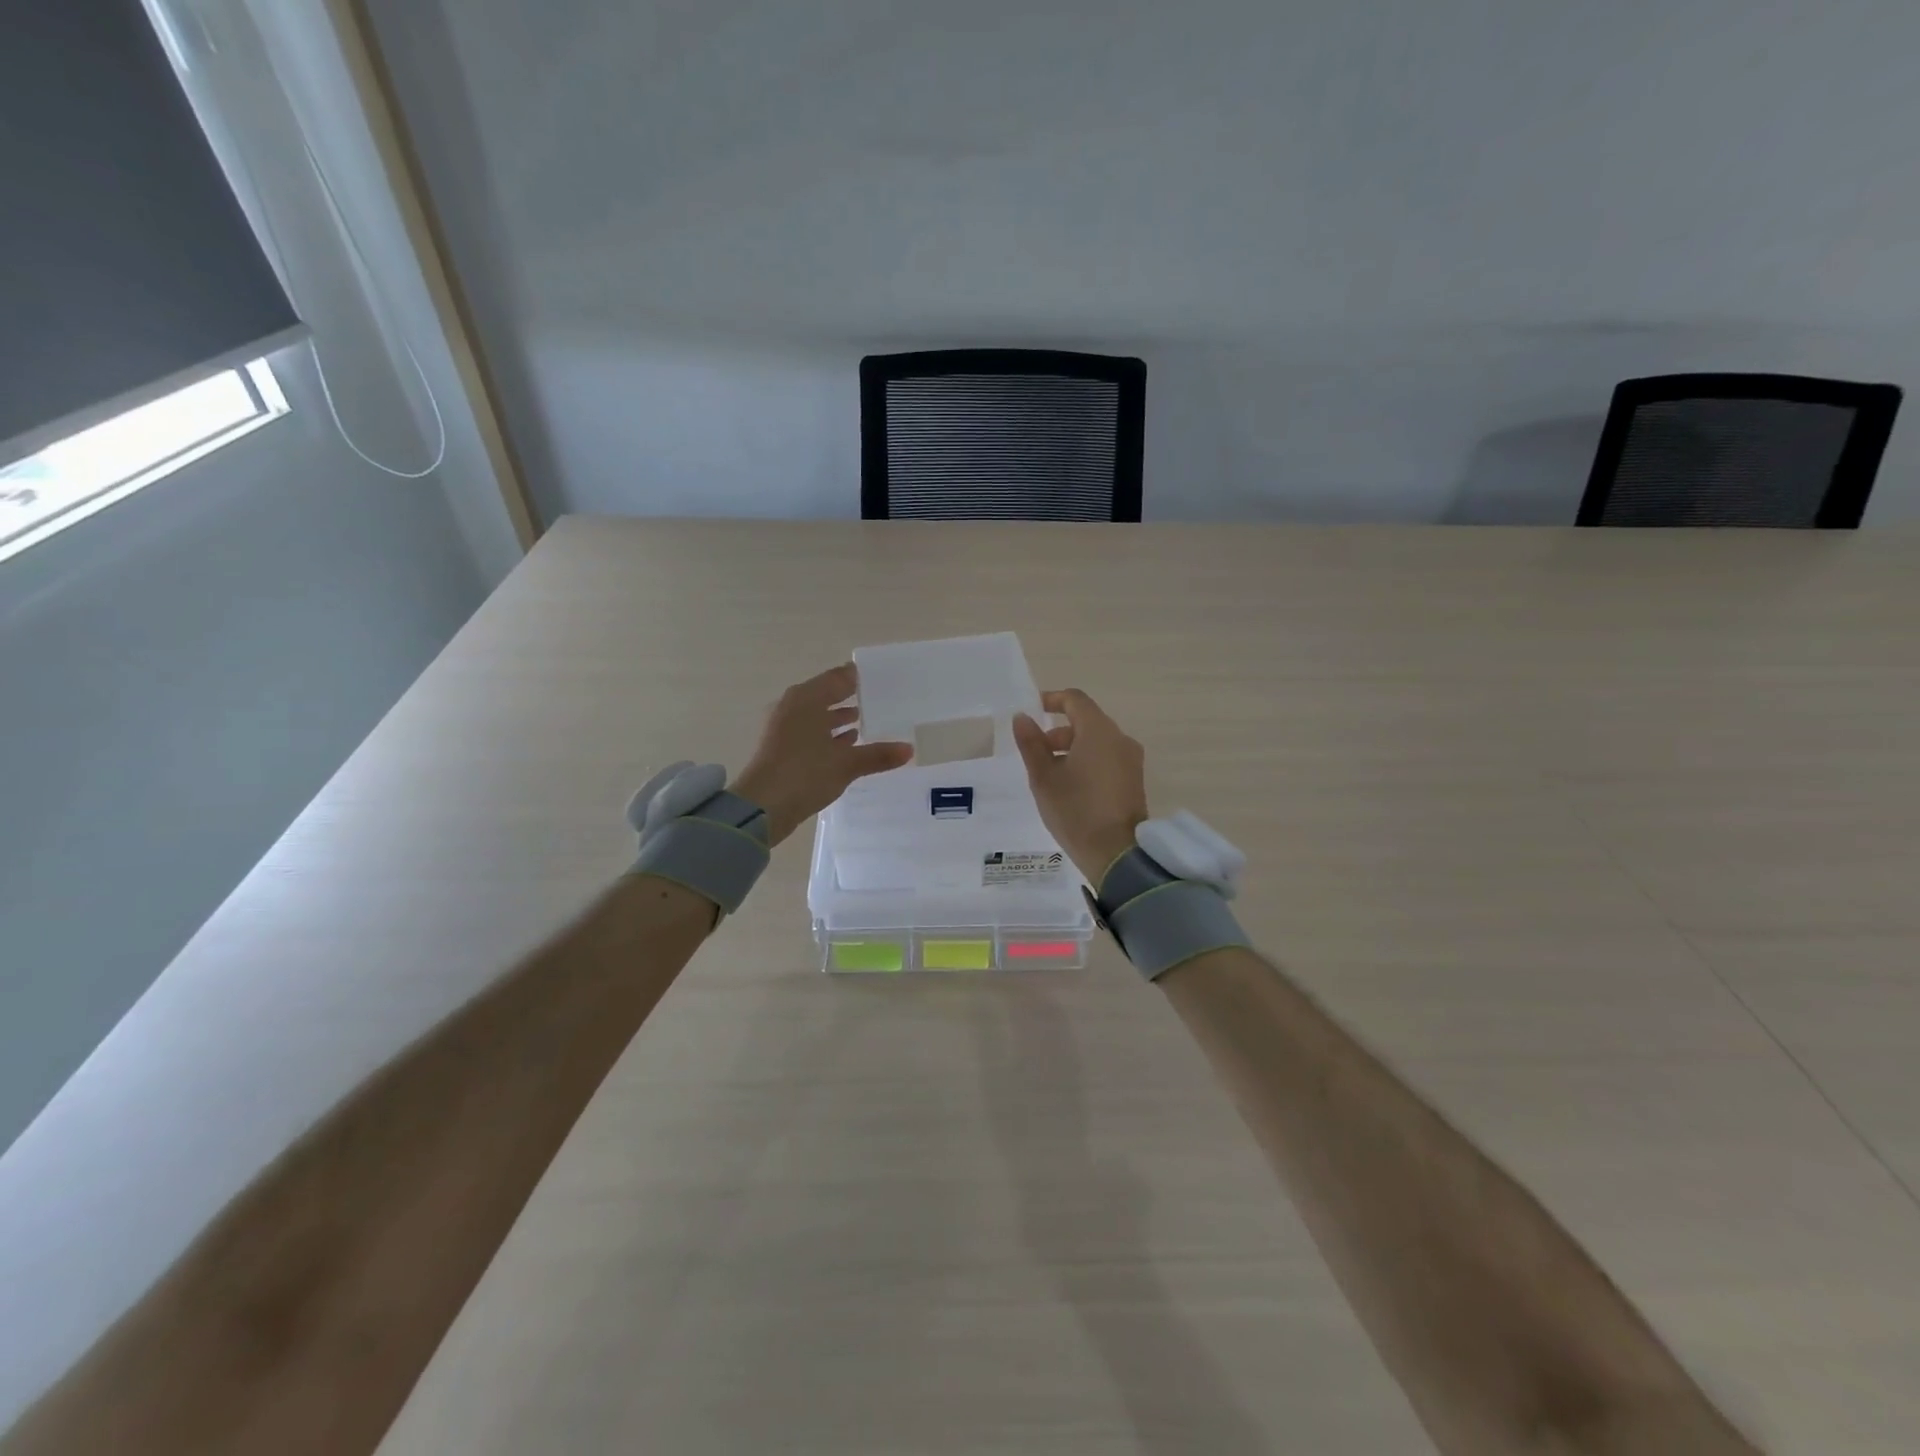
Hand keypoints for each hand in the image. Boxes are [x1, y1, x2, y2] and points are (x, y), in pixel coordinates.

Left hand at [729, 664, 911, 844]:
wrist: (762, 807)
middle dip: (849, 698)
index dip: (856, 678)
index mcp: (806, 699)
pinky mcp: (781, 749)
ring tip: (862, 720)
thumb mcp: (846, 764)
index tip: (878, 678)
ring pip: (816, 715)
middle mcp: (792, 707)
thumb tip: (909, 749)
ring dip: (837, 718)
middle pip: (825, 695)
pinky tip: (846, 744)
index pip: (837, 678)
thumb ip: (878, 755)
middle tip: (876, 700)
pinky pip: (810, 733)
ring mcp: (783, 728)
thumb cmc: (804, 773)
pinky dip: (827, 735)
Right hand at [1011, 688, 1149, 883]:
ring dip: (1073, 748)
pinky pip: (1108, 758)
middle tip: (1037, 752)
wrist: (1116, 853)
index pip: (1075, 700)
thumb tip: (1022, 718)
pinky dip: (1089, 761)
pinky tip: (1072, 787)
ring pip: (1098, 741)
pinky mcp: (1134, 779)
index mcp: (1098, 731)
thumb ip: (1031, 744)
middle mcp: (1120, 739)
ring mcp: (1131, 760)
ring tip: (1052, 775)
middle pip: (1087, 721)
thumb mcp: (1043, 778)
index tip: (1033, 711)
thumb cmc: (1075, 811)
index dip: (1053, 700)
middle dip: (1059, 731)